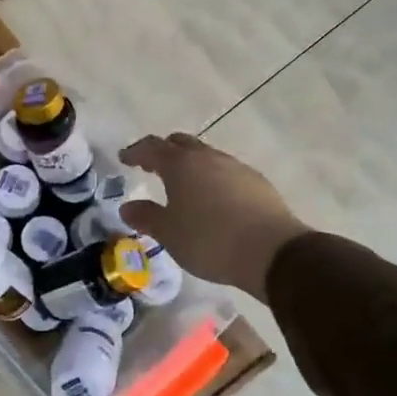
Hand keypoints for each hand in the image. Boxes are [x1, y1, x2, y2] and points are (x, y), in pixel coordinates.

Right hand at [119, 133, 307, 300]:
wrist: (271, 251)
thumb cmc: (209, 239)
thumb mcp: (169, 233)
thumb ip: (146, 217)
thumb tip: (127, 207)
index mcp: (181, 164)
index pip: (152, 147)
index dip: (136, 152)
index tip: (124, 158)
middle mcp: (208, 158)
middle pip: (181, 144)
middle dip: (164, 151)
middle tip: (152, 166)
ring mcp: (236, 168)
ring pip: (207, 157)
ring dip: (191, 165)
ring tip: (183, 185)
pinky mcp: (257, 183)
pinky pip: (227, 173)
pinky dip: (213, 179)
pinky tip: (213, 200)